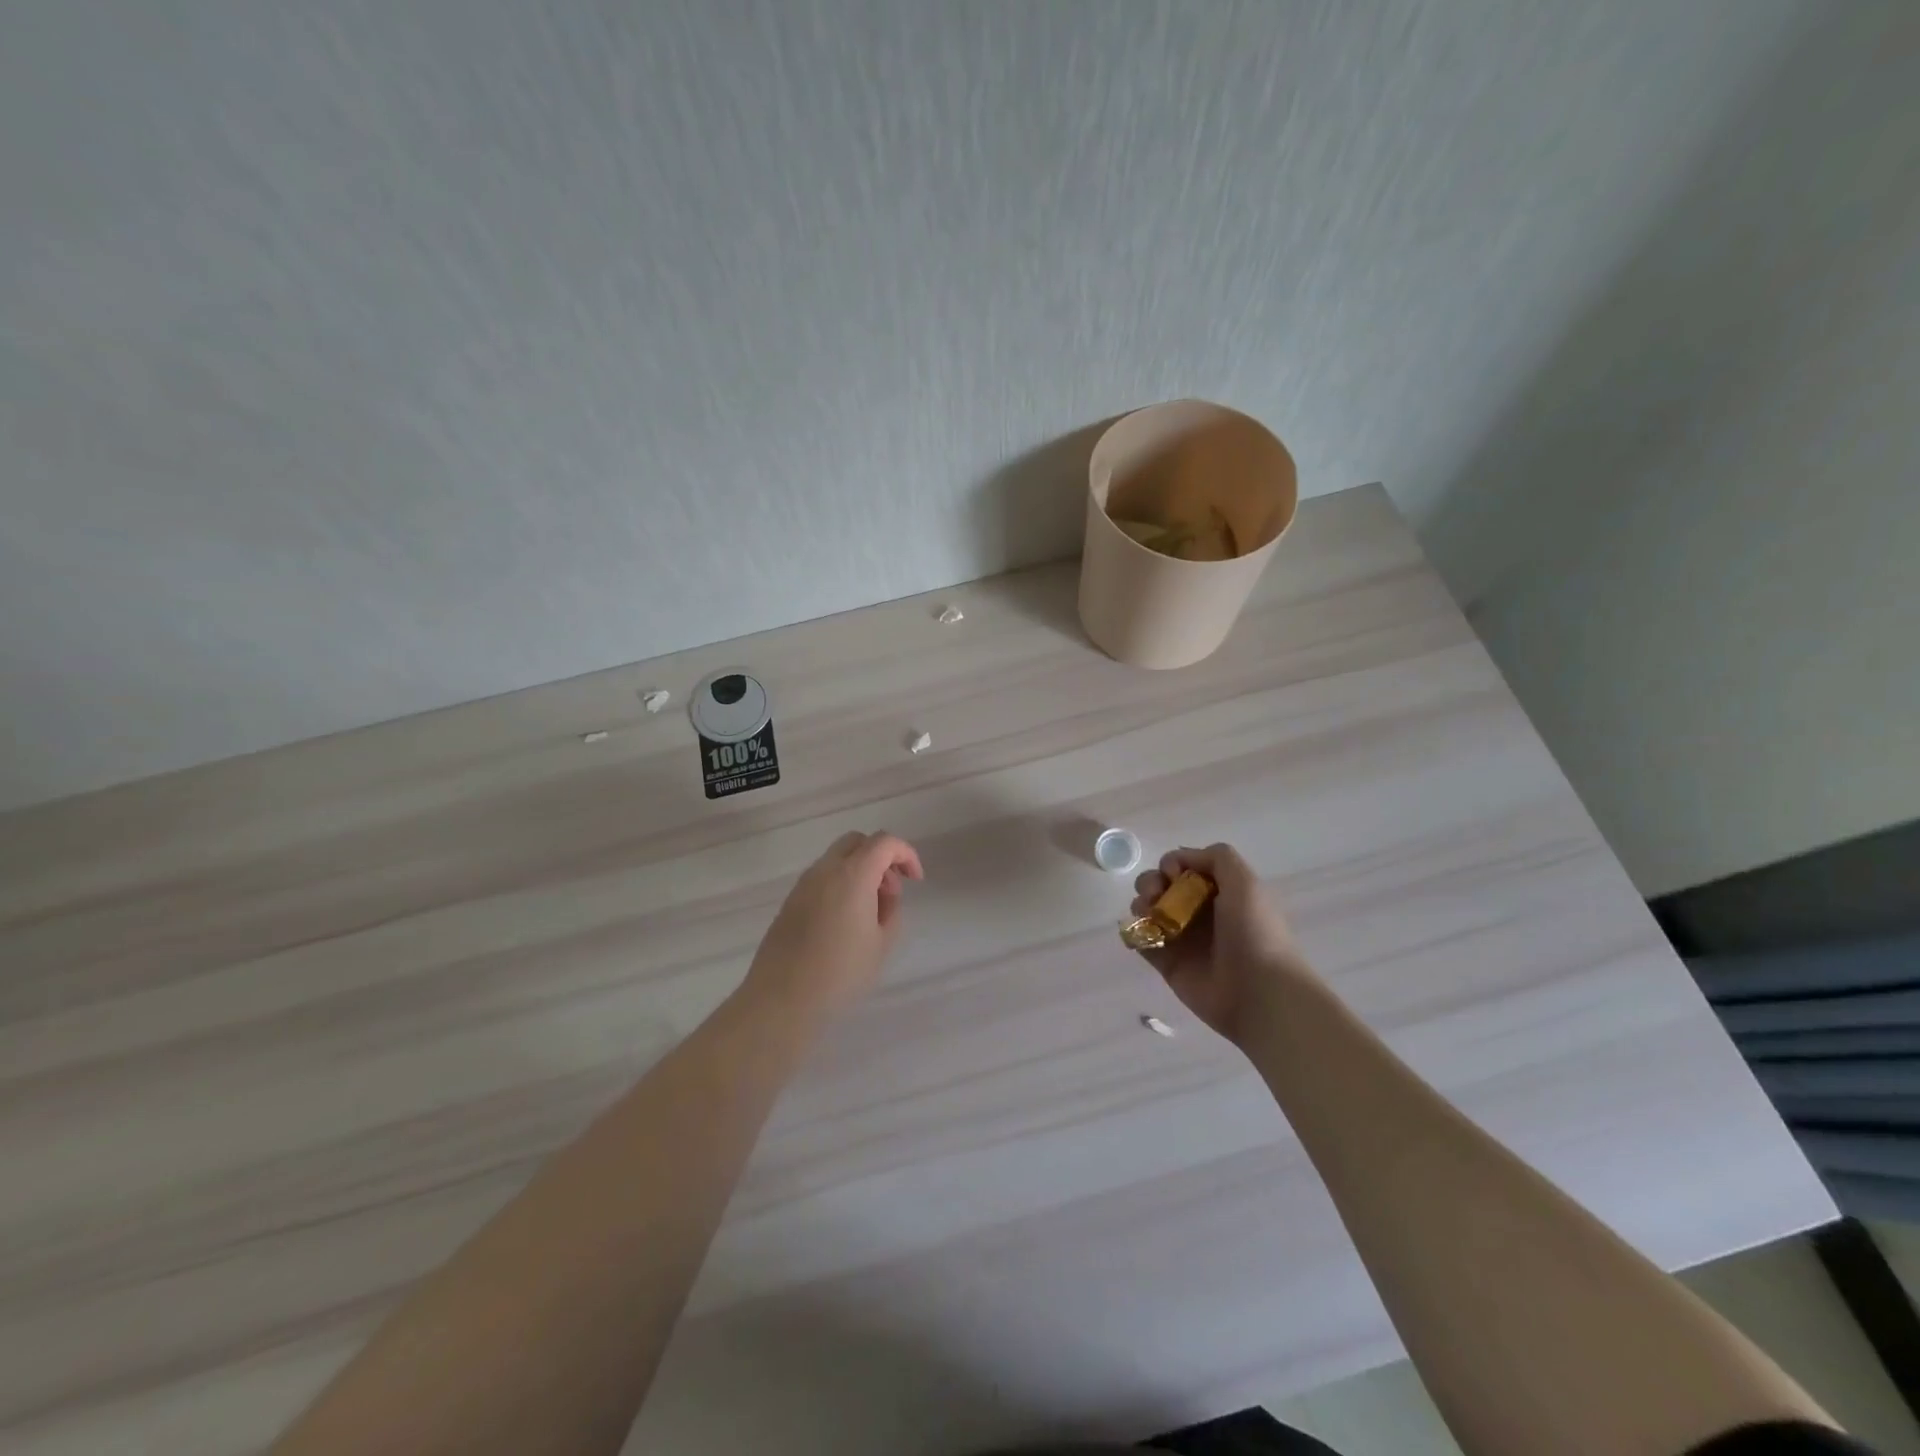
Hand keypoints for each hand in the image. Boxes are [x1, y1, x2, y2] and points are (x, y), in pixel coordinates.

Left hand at [745, 831, 923, 1015]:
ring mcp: (803, 884)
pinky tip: (845, 919)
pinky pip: (822, 877)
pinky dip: (841, 883)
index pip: (884, 842)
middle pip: (857, 841)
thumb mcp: (882, 943)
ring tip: (870, 910)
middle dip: (881, 856)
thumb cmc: (841, 973)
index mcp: (852, 875)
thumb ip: (891, 909)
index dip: (906, 854)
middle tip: (891, 889)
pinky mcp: (790, 900)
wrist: (782, 999)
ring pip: (837, 858)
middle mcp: (825, 870)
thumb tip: (884, 894)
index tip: (915, 880)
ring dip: (860, 870)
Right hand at [1130, 843, 1311, 1044]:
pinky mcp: (1167, 963)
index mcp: (1219, 891)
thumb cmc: (1254, 933)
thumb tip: (1180, 859)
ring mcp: (1182, 938)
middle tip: (1155, 895)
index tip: (1173, 874)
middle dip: (1150, 882)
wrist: (1259, 992)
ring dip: (1140, 905)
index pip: (1184, 867)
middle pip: (1161, 885)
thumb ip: (1216, 857)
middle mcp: (1199, 911)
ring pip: (1148, 910)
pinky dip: (1133, 933)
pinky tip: (1140, 933)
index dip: (1172, 864)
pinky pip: (1141, 941)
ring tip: (1148, 915)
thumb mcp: (1245, 882)